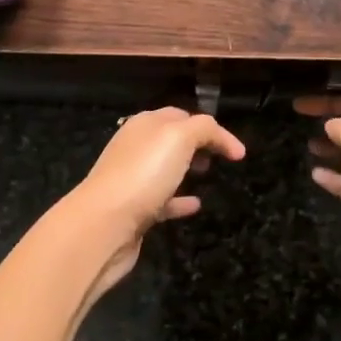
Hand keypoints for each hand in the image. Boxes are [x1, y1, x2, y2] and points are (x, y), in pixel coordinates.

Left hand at [68, 107, 246, 302]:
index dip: (210, 128)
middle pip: (171, 140)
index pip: (182, 116)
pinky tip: (195, 205)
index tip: (236, 151)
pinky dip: (179, 201)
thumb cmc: (143, 174)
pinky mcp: (134, 210)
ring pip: (164, 169)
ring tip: (208, 176)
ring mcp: (133, 180)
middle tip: (219, 158)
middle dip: (196, 144)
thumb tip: (220, 138)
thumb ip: (204, 129)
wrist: (104, 224)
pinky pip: (162, 201)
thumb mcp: (180, 137)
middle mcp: (136, 148)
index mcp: (145, 125)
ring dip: (186, 169)